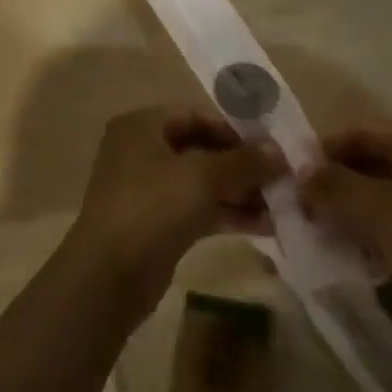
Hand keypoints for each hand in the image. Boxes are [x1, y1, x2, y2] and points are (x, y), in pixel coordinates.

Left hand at [67, 107, 284, 314]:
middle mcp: (142, 152)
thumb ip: (244, 162)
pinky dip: (228, 214)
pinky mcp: (158, 224)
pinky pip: (199, 209)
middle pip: (202, 149)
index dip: (235, 129)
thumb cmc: (151, 208)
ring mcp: (149, 190)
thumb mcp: (202, 177)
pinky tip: (265, 226)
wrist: (108, 276)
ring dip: (241, 192)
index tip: (272, 148)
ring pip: (203, 182)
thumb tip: (280, 153)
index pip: (196, 115)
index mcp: (142, 126)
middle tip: (282, 179)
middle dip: (243, 165)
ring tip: (282, 205)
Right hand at [302, 121, 391, 360]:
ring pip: (383, 195)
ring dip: (353, 214)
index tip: (290, 180)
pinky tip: (361, 260)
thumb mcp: (381, 212)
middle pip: (369, 163)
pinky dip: (378, 235)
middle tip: (303, 214)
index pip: (356, 132)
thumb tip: (299, 170)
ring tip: (323, 239)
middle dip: (335, 187)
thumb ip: (335, 188)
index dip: (321, 152)